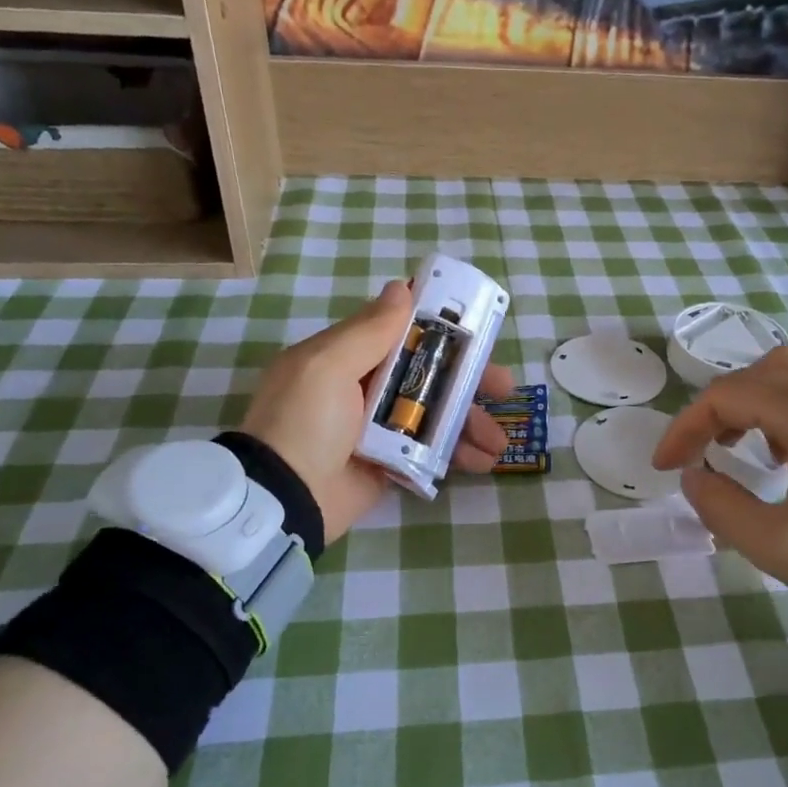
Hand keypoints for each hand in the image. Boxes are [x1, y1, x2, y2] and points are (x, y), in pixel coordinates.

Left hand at [240, 281, 513, 540]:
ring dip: (472, 422)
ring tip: (499, 441)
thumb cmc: (304, 423)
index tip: (480, 331)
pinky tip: (483, 461)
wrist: (282, 498)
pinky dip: (458, 454)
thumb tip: (400, 287)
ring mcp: (380, 427)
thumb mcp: (327, 367)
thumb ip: (368, 330)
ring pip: (437, 414)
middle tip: (505, 387)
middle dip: (470, 380)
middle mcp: (367, 387)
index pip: (404, 332)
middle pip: (430, 374)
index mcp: (349, 356)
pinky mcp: (390, 461)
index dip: (443, 329)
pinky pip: (432, 450)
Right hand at [652, 347, 787, 621]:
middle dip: (719, 407)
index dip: (685, 427)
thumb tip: (695, 477)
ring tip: (739, 451)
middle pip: (761, 372)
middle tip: (703, 449)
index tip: (665, 467)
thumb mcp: (778, 545)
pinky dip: (786, 414)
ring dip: (753, 406)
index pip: (727, 395)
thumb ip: (720, 508)